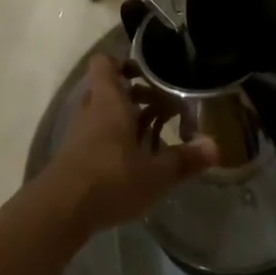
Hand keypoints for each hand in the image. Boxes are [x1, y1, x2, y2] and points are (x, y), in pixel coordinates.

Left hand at [30, 54, 216, 241]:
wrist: (59, 212)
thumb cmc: (110, 179)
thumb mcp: (156, 173)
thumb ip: (185, 159)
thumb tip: (216, 146)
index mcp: (110, 101)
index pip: (106, 63)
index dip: (124, 62)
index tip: (149, 74)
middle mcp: (91, 110)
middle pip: (108, 88)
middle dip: (134, 94)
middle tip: (161, 107)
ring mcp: (78, 134)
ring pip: (102, 113)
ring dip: (124, 119)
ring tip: (152, 136)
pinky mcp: (72, 157)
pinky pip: (96, 136)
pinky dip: (113, 140)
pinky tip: (133, 163)